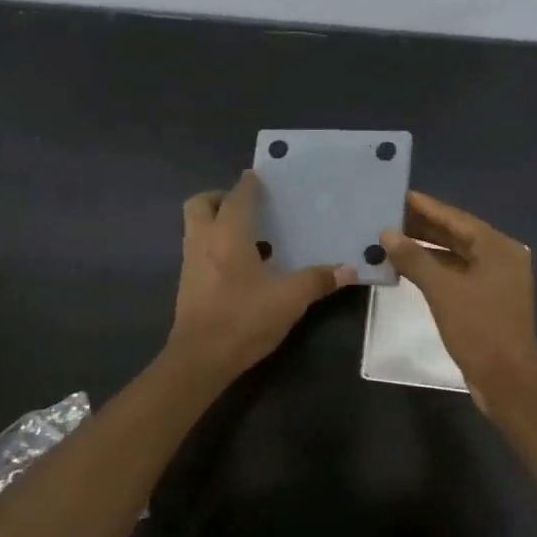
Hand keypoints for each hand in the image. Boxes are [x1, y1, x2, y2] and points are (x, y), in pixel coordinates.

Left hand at [167, 171, 355, 381]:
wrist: (200, 359)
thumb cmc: (243, 319)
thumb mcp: (289, 299)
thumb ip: (317, 280)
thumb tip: (349, 268)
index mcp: (228, 234)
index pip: (237, 195)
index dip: (250, 183)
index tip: (264, 177)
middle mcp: (203, 240)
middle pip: (201, 203)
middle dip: (220, 197)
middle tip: (247, 206)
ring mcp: (190, 263)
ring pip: (196, 228)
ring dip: (217, 223)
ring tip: (250, 236)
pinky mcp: (187, 285)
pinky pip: (199, 251)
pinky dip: (215, 247)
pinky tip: (241, 266)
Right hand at [379, 191, 536, 410]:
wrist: (507, 379)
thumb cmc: (478, 328)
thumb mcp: (442, 290)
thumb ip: (414, 258)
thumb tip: (387, 233)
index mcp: (498, 248)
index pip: (456, 218)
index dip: (426, 207)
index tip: (399, 194)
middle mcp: (501, 258)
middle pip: (457, 235)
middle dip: (424, 227)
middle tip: (389, 215)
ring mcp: (496, 281)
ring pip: (457, 256)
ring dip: (427, 249)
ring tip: (393, 239)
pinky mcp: (488, 301)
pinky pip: (458, 275)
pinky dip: (435, 269)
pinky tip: (409, 268)